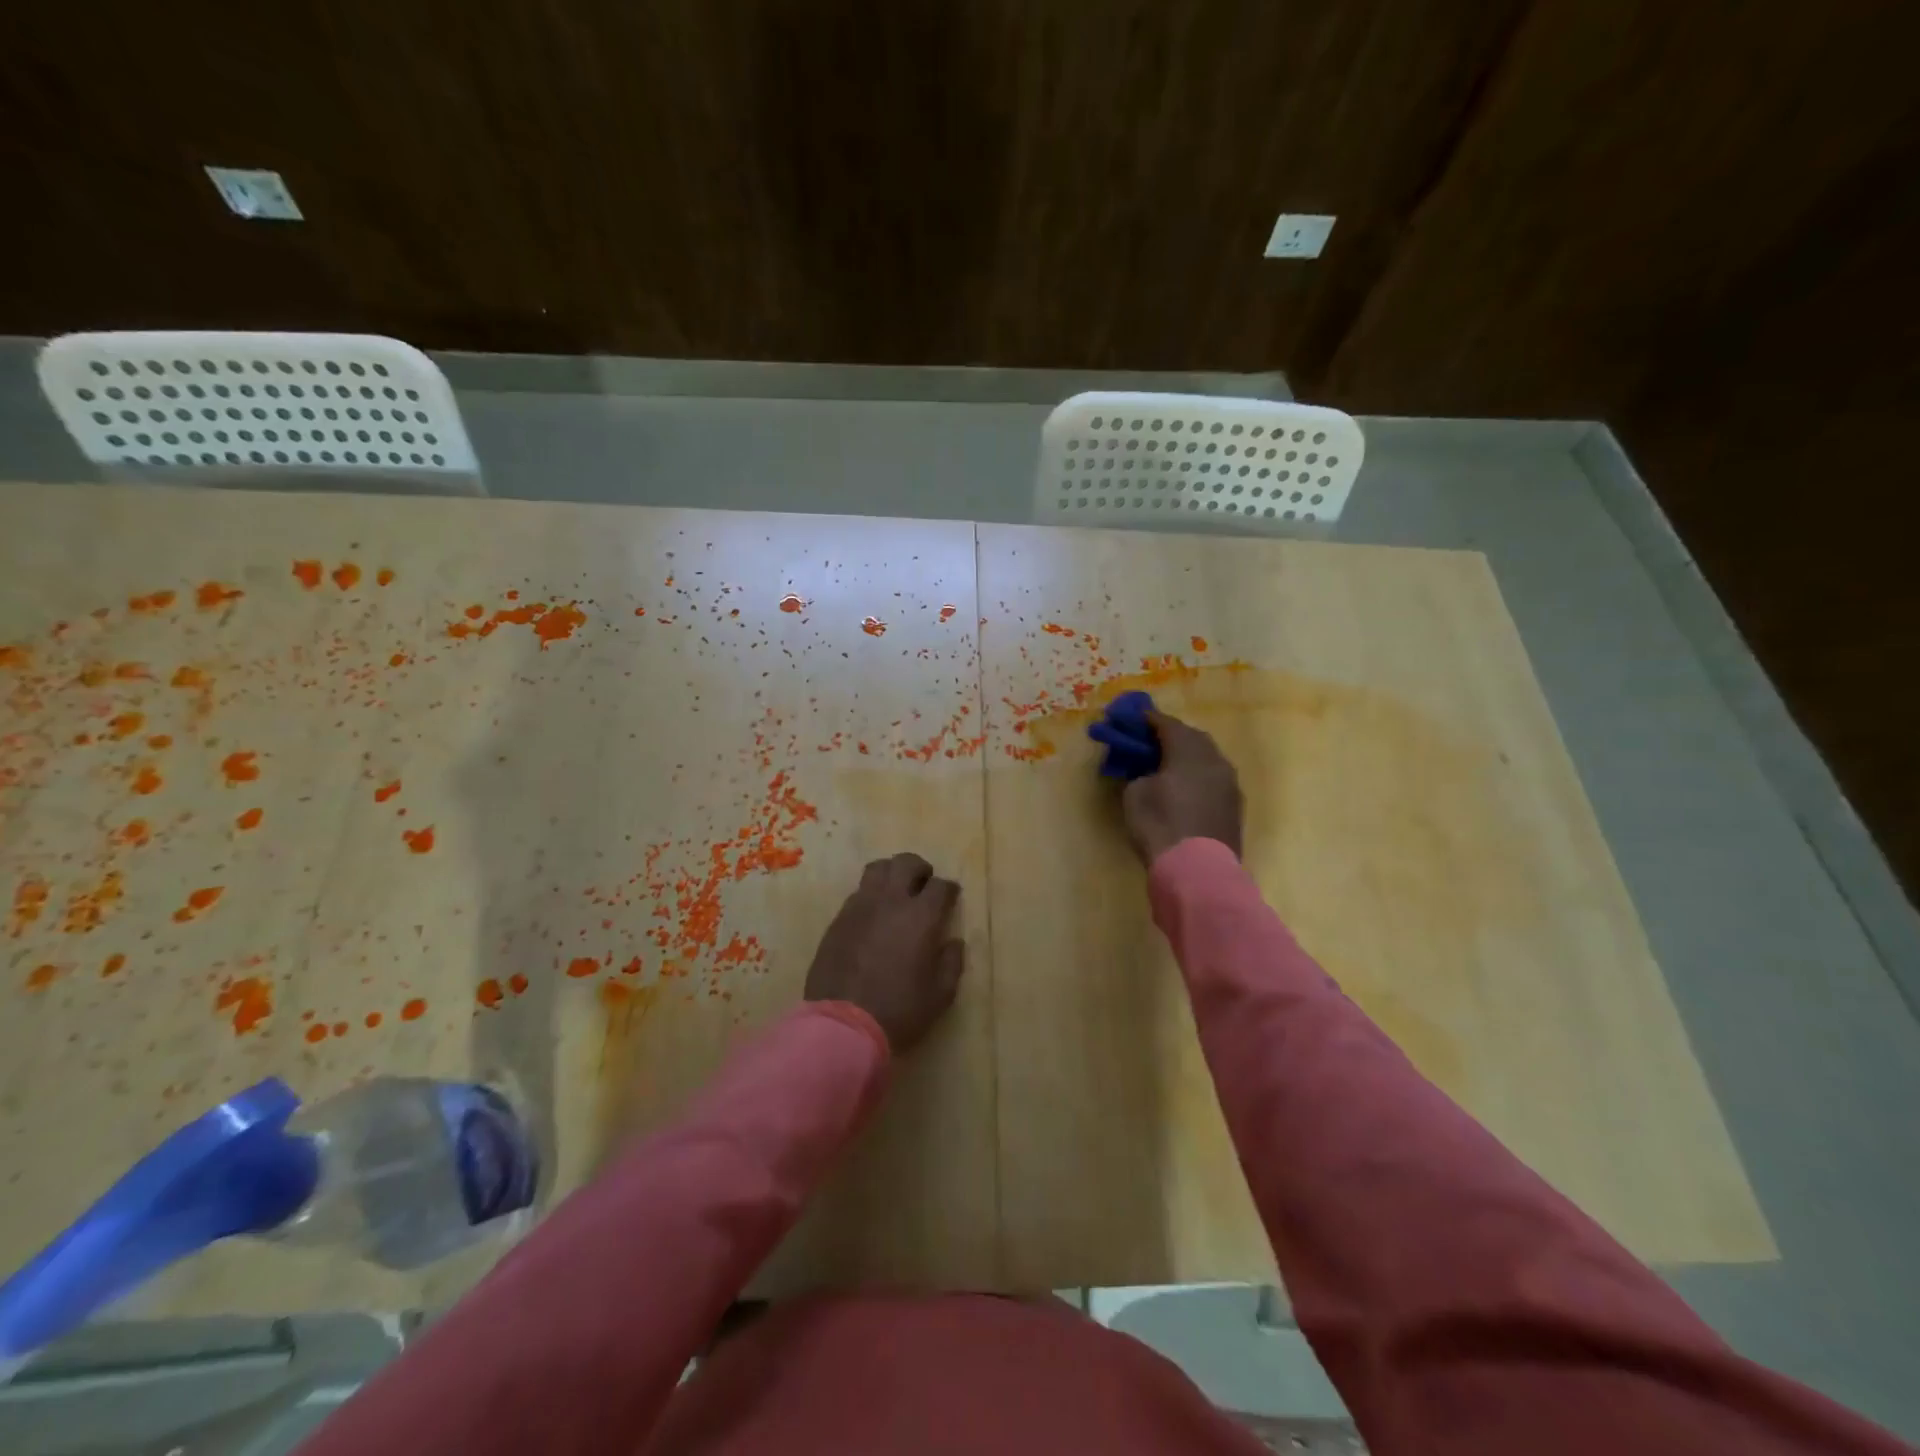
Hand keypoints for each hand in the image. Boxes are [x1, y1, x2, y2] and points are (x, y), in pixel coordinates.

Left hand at [804, 852, 965, 1052]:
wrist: (842, 1025)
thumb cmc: (898, 1011)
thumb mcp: (939, 995)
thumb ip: (951, 963)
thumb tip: (953, 943)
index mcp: (920, 916)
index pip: (940, 886)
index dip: (949, 890)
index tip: (951, 898)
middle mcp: (890, 901)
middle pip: (906, 863)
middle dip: (920, 869)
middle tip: (924, 884)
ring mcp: (860, 907)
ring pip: (877, 869)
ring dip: (891, 874)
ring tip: (896, 891)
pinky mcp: (838, 919)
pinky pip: (857, 893)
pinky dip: (870, 895)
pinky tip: (873, 916)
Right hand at [1120, 710, 1243, 863]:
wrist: (1198, 871)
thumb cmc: (1160, 825)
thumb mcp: (1135, 794)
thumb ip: (1141, 773)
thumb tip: (1150, 772)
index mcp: (1189, 750)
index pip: (1167, 724)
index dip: (1148, 719)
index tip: (1132, 718)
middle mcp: (1215, 759)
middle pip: (1193, 737)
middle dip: (1172, 736)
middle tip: (1150, 742)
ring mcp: (1230, 783)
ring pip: (1208, 759)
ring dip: (1188, 757)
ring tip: (1168, 765)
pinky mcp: (1235, 806)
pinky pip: (1214, 779)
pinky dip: (1198, 777)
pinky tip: (1185, 789)